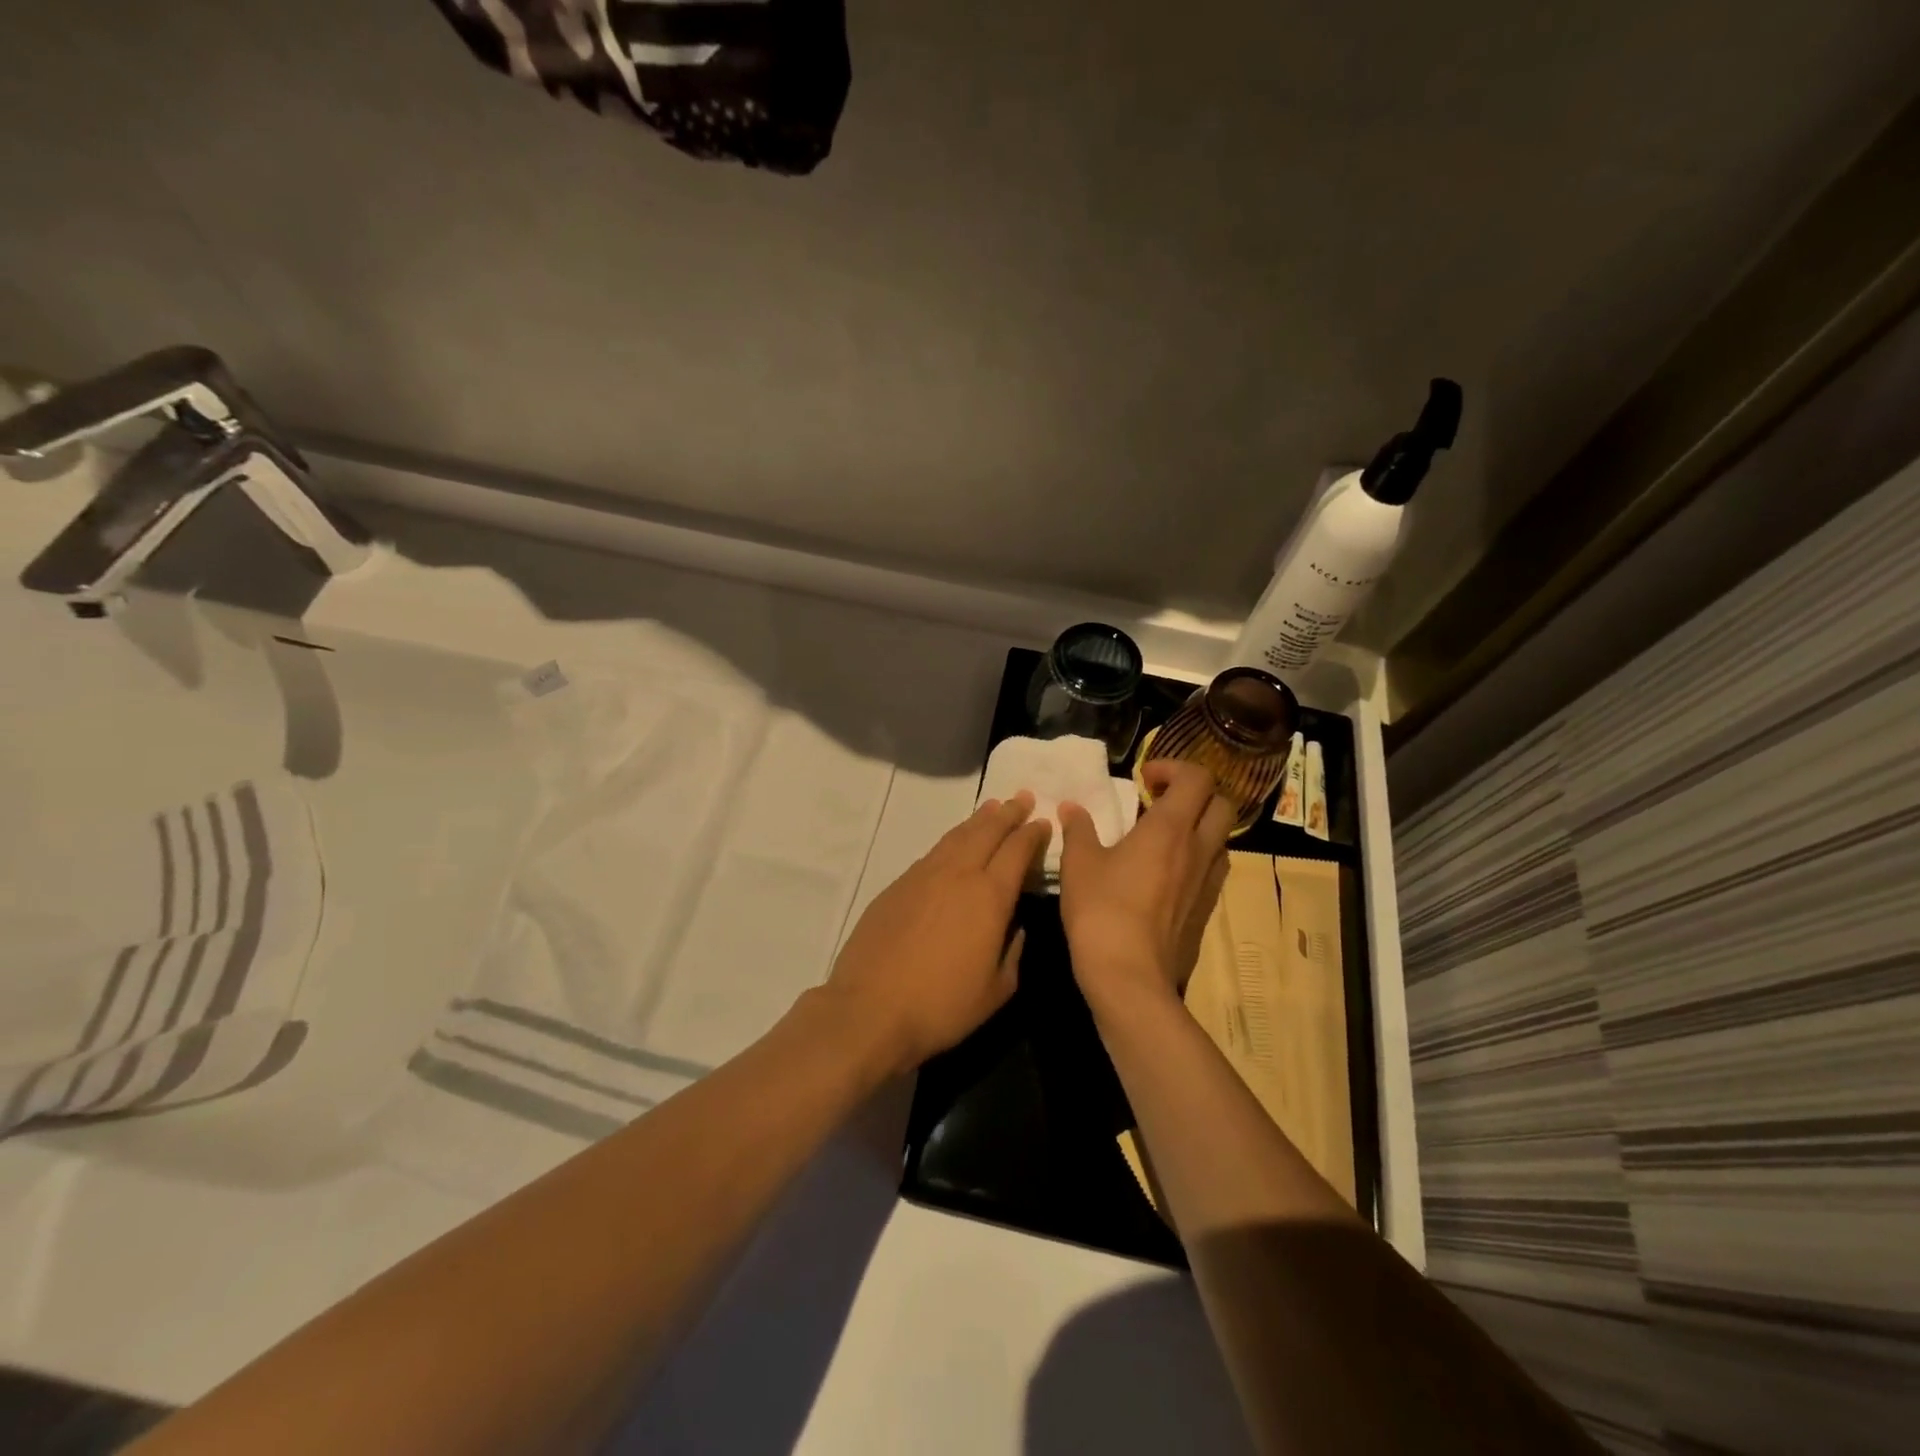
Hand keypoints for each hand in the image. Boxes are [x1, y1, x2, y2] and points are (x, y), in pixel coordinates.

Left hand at [820, 792, 1049, 1074]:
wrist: (870, 1009)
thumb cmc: (941, 1006)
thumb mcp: (996, 989)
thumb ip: (1013, 951)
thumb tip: (1016, 926)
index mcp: (989, 897)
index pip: (1017, 851)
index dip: (1032, 834)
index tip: (1043, 822)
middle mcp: (958, 874)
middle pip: (987, 831)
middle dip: (1008, 813)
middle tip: (1022, 798)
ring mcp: (923, 876)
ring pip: (957, 836)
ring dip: (978, 820)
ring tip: (992, 807)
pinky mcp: (897, 885)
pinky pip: (933, 853)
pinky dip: (952, 840)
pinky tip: (955, 843)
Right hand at [1057, 759, 1234, 1020]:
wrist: (1130, 976)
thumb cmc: (1102, 910)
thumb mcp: (1079, 864)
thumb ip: (1079, 829)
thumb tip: (1072, 808)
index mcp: (1170, 828)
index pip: (1197, 778)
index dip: (1174, 768)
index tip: (1144, 779)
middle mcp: (1199, 849)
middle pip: (1221, 803)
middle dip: (1194, 793)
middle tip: (1159, 801)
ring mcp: (1208, 882)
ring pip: (1221, 837)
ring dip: (1199, 826)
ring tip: (1164, 836)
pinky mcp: (1206, 910)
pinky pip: (1213, 869)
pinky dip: (1197, 857)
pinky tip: (1166, 873)